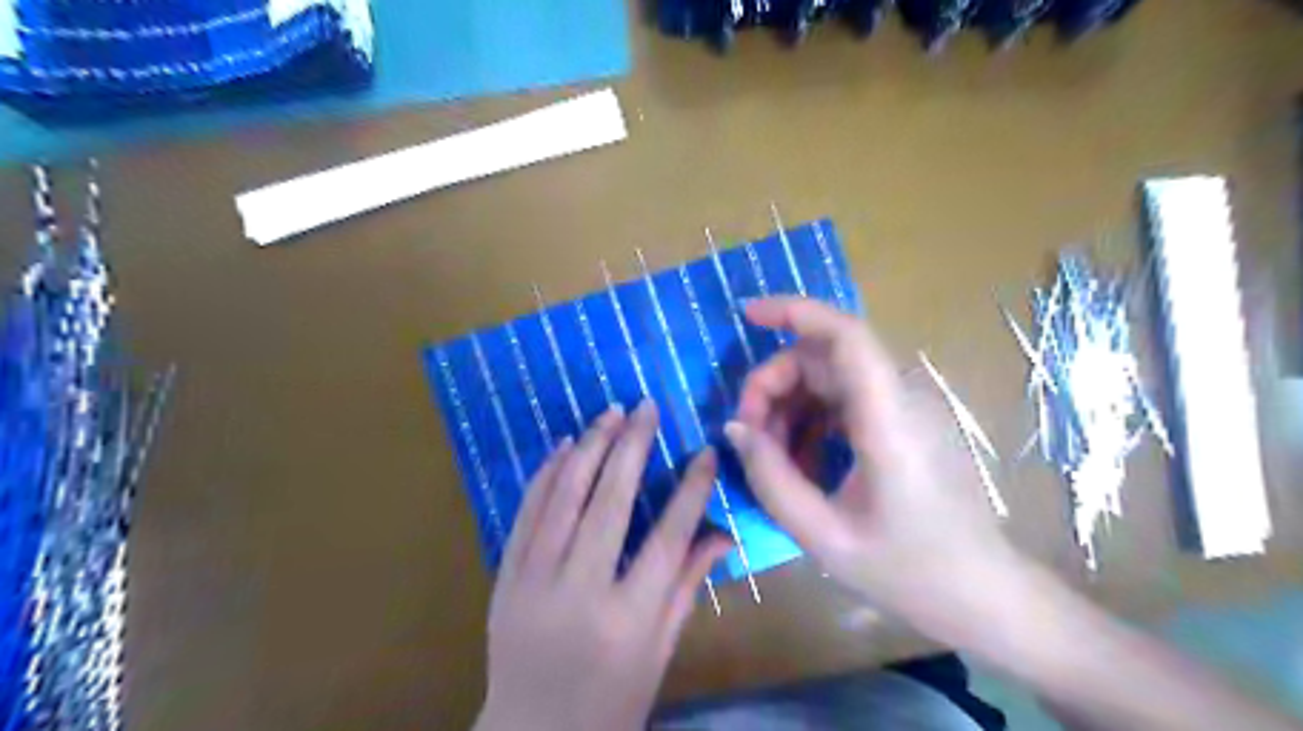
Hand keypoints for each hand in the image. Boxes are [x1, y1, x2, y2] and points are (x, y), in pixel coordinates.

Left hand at [476, 400, 731, 729]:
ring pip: (563, 499)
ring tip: (609, 413)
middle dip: (632, 447)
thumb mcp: (659, 653)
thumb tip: (721, 532)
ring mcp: (533, 583)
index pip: (667, 539)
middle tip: (647, 407)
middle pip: (610, 504)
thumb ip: (687, 588)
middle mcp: (579, 593)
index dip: (690, 490)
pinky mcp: (504, 578)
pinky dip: (545, 475)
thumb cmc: (609, 703)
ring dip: (588, 449)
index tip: (704, 450)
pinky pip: (525, 514)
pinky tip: (563, 446)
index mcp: (627, 621)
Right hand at [723, 296, 1015, 645]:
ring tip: (772, 458)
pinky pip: (847, 401)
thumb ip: (770, 477)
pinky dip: (813, 420)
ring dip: (790, 405)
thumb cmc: (908, 572)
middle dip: (775, 384)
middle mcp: (903, 399)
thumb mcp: (823, 535)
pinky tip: (802, 463)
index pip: (846, 336)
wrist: (982, 594)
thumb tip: (735, 428)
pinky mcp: (906, 422)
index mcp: (889, 421)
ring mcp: (908, 408)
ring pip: (832, 378)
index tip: (747, 314)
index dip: (795, 311)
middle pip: (826, 358)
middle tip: (749, 436)